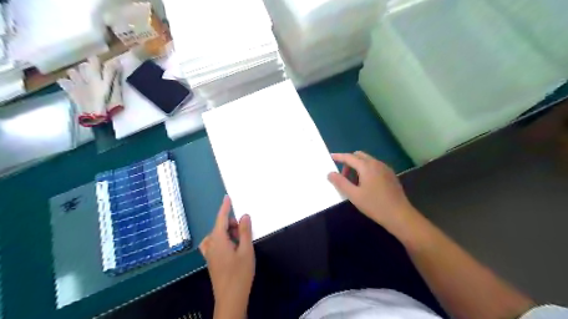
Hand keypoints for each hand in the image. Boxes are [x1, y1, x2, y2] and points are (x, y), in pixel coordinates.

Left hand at [198, 196, 253, 317]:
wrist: (230, 298)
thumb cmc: (240, 273)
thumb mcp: (246, 250)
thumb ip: (244, 231)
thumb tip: (244, 216)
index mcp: (218, 240)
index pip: (221, 218)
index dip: (225, 207)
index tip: (227, 197)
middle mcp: (211, 245)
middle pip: (219, 227)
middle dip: (231, 224)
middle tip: (244, 231)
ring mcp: (209, 254)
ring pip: (217, 236)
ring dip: (227, 233)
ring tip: (240, 240)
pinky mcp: (212, 261)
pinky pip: (214, 244)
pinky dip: (222, 240)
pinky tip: (231, 247)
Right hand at [329, 151, 415, 232]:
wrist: (400, 215)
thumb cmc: (374, 205)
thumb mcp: (354, 195)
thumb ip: (340, 182)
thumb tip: (330, 173)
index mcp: (367, 166)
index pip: (349, 157)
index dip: (339, 156)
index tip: (331, 157)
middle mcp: (377, 163)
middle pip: (359, 156)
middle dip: (349, 162)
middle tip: (343, 175)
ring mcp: (385, 168)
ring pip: (368, 161)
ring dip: (358, 166)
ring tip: (353, 182)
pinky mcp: (391, 175)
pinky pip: (375, 166)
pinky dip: (366, 169)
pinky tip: (366, 184)